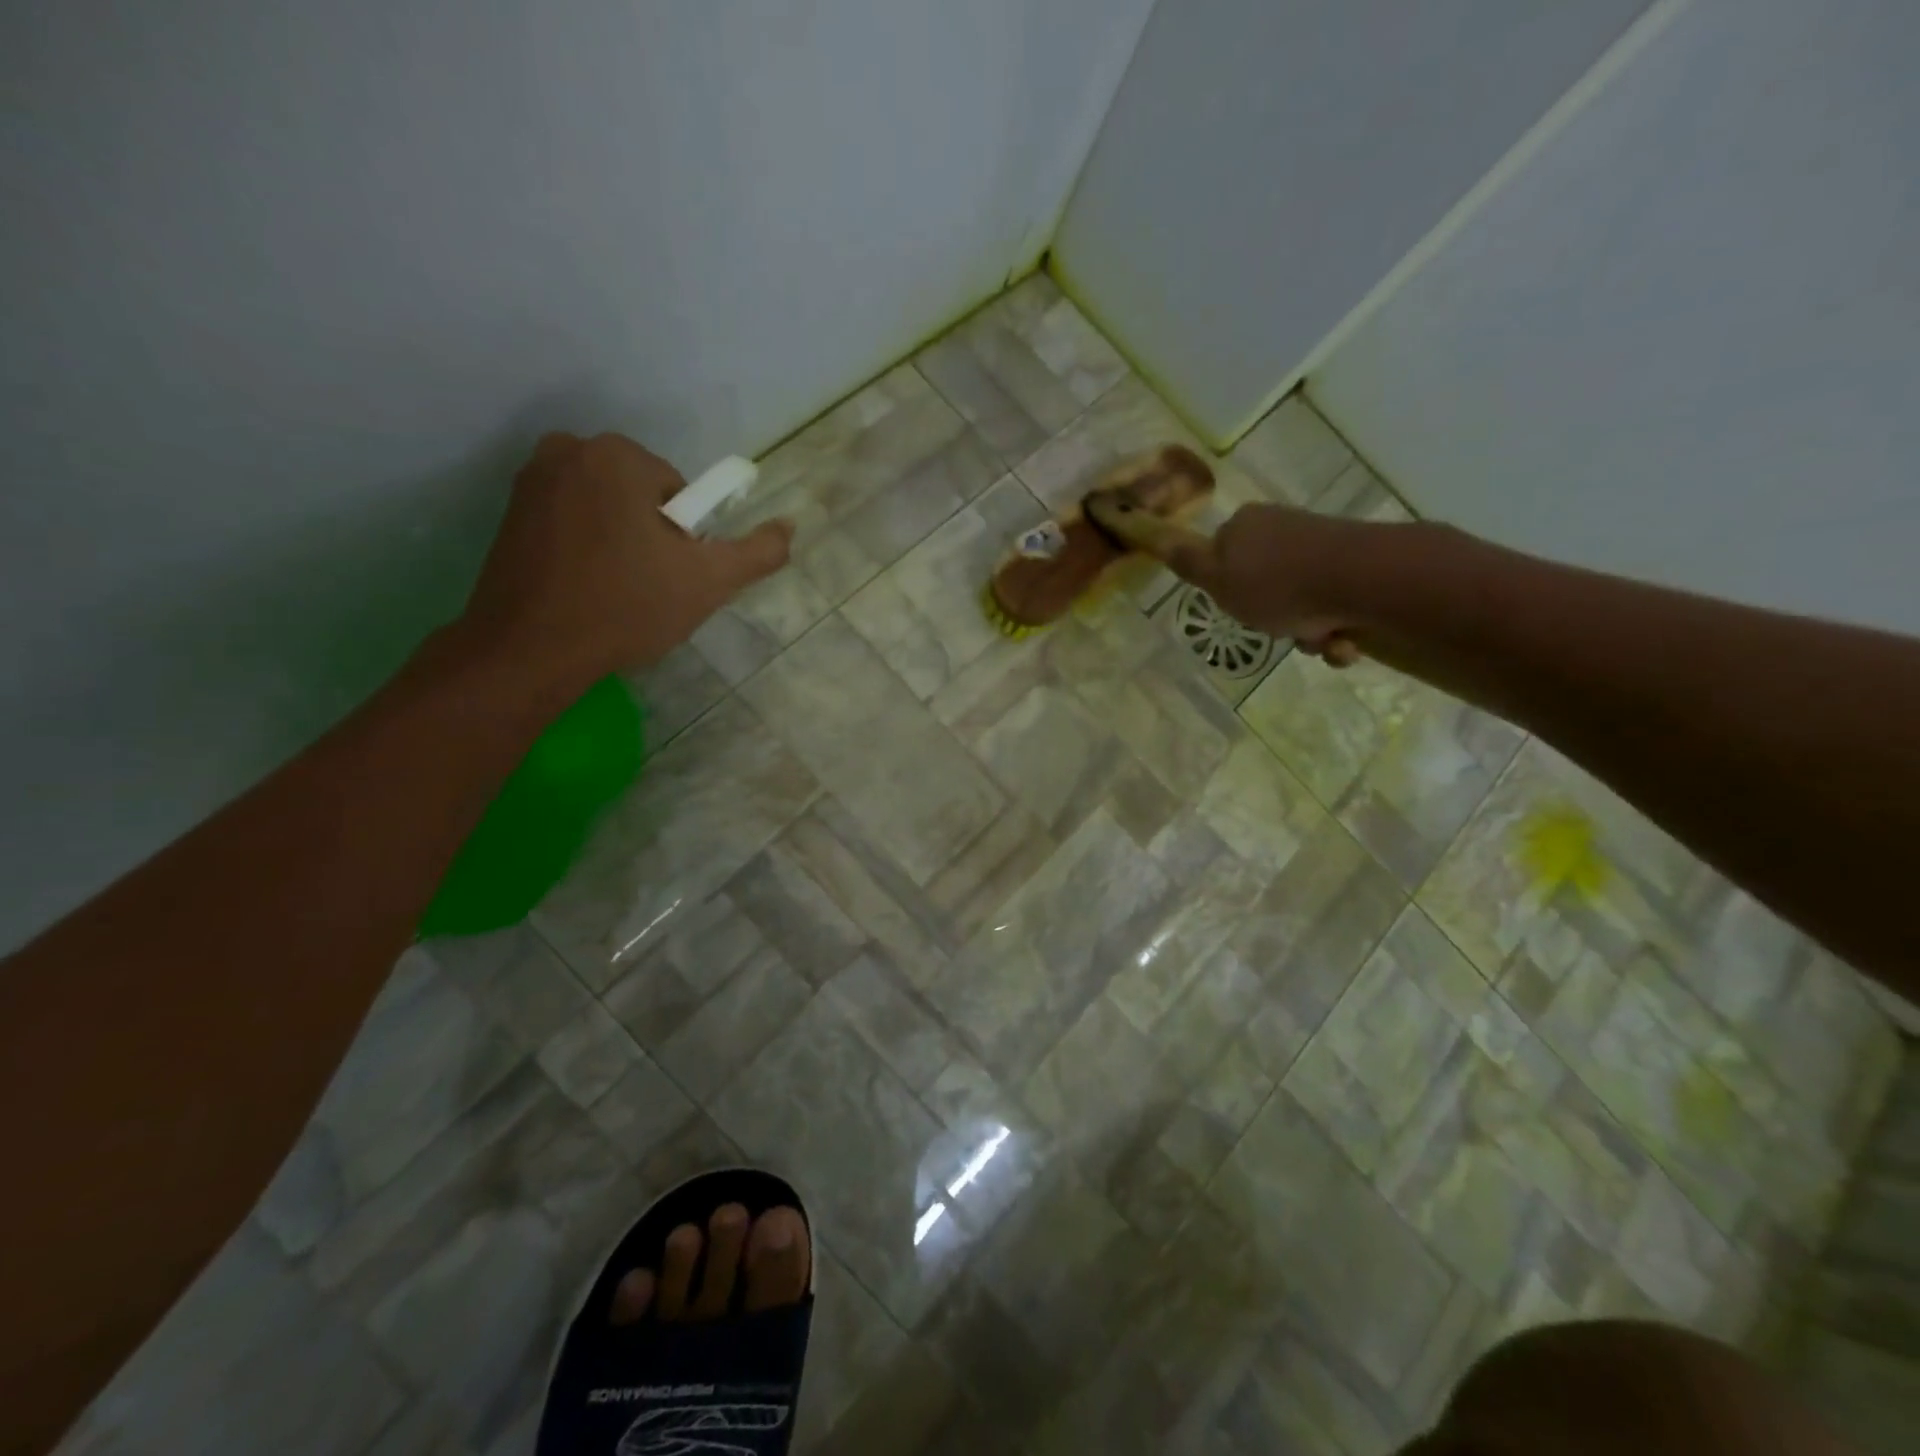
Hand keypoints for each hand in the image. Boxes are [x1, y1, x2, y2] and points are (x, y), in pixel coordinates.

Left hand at [460, 432, 792, 688]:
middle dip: (652, 537)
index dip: (686, 540)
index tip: (671, 576)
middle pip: (642, 496)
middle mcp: (568, 450)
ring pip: (607, 509)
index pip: (681, 493)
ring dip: (621, 543)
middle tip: (648, 588)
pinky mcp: (509, 513)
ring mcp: (530, 480)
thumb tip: (789, 526)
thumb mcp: (709, 582)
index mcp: (617, 455)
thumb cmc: (626, 607)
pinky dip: (587, 549)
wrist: (529, 650)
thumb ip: (757, 552)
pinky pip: (572, 522)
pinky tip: (585, 589)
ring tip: (615, 592)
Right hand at [1152, 502, 1373, 664]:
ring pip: (1300, 600)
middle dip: (1273, 618)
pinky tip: (1342, 639)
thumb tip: (1157, 536)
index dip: (1228, 590)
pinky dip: (1335, 628)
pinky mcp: (1355, 563)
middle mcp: (1281, 528)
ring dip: (1307, 630)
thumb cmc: (1277, 585)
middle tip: (1279, 631)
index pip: (1223, 559)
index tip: (1239, 608)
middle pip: (1264, 585)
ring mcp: (1320, 544)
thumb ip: (1188, 561)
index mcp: (1245, 526)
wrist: (1361, 580)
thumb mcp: (1217, 579)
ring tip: (1320, 640)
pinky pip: (1333, 604)